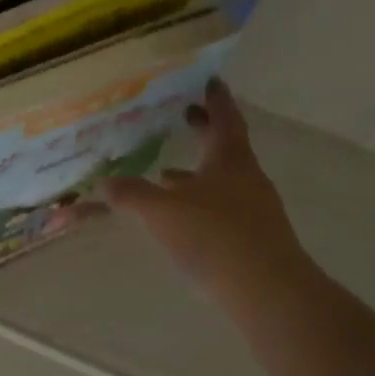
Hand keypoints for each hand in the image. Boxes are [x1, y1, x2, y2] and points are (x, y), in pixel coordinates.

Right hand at [107, 80, 312, 307]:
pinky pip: (222, 209)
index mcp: (231, 159)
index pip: (225, 117)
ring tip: (165, 173)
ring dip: (197, 173)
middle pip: (225, 147)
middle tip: (182, 115)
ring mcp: (254, 211)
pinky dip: (200, 204)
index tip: (207, 80)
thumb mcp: (162, 211)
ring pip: (221, 181)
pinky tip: (181, 220)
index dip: (215, 98)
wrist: (270, 295)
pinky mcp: (253, 241)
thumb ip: (131, 194)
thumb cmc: (216, 237)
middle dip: (203, 131)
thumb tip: (103, 182)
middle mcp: (247, 178)